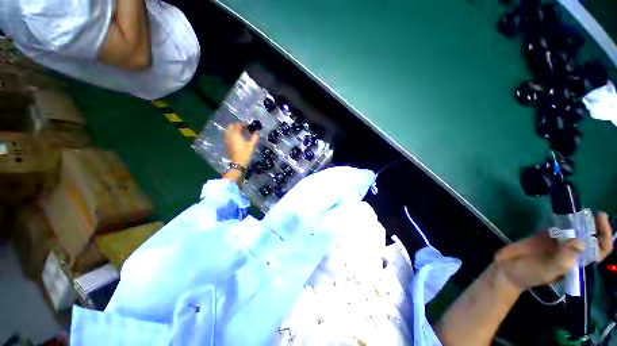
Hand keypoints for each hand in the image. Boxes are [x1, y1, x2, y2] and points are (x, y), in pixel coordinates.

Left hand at [225, 122, 258, 167]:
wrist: (239, 163)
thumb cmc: (246, 153)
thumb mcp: (252, 145)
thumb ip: (255, 137)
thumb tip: (257, 132)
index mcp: (236, 134)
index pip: (238, 125)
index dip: (243, 124)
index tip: (248, 125)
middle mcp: (230, 136)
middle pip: (231, 126)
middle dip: (237, 125)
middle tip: (243, 127)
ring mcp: (227, 140)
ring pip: (228, 131)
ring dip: (234, 129)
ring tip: (240, 132)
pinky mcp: (227, 144)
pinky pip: (228, 136)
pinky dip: (232, 134)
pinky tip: (237, 138)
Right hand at [495, 212, 613, 290]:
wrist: (506, 268)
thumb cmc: (528, 274)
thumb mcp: (546, 270)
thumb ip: (562, 259)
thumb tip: (581, 242)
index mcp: (576, 263)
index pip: (598, 251)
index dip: (604, 237)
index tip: (600, 220)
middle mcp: (571, 252)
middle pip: (589, 238)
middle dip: (594, 225)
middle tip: (591, 212)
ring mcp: (557, 243)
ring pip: (575, 231)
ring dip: (579, 221)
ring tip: (577, 210)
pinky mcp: (545, 236)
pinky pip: (558, 227)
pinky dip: (562, 219)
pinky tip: (561, 212)